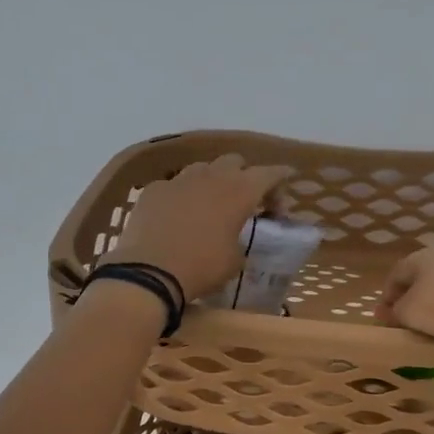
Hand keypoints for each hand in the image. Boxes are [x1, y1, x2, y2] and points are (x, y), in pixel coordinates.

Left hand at [112, 153, 295, 302]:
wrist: (149, 272)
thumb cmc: (202, 267)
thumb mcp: (235, 260)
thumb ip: (242, 240)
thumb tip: (235, 239)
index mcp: (239, 191)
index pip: (269, 173)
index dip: (280, 180)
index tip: (284, 191)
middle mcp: (211, 176)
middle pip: (235, 162)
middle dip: (244, 177)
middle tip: (245, 201)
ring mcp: (179, 179)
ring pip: (203, 168)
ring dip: (212, 181)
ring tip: (210, 205)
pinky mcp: (153, 189)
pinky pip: (174, 185)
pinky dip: (182, 196)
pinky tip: (177, 216)